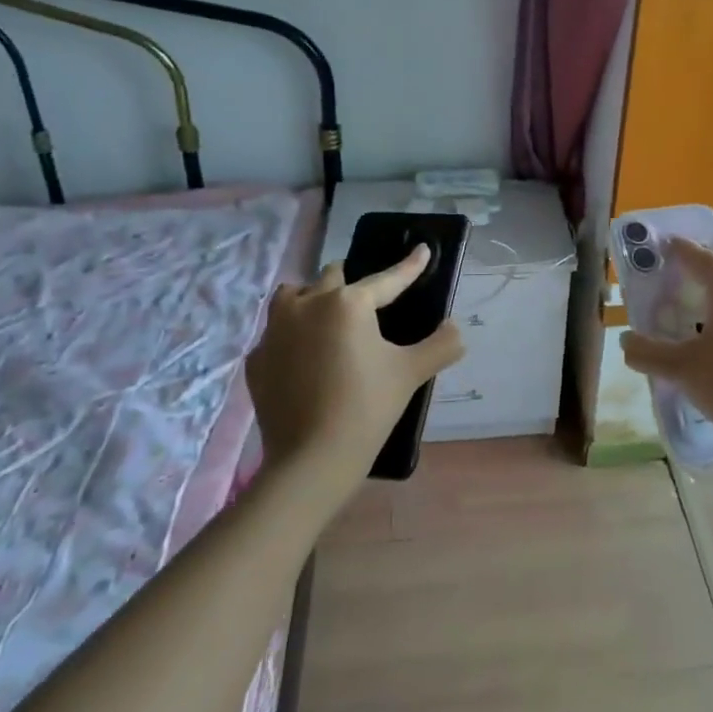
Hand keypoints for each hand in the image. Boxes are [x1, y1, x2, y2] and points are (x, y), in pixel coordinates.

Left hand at [245, 248, 466, 486]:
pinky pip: (276, 334)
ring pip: (293, 296)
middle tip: (367, 302)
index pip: (387, 279)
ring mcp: (275, 331)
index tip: (423, 250)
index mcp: (348, 303)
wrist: (311, 461)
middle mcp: (307, 305)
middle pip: (332, 276)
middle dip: (351, 282)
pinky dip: (291, 337)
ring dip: (312, 298)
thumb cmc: (367, 408)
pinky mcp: (257, 359)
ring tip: (327, 318)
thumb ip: (441, 344)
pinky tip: (304, 358)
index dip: (409, 266)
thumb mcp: (412, 373)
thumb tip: (456, 328)